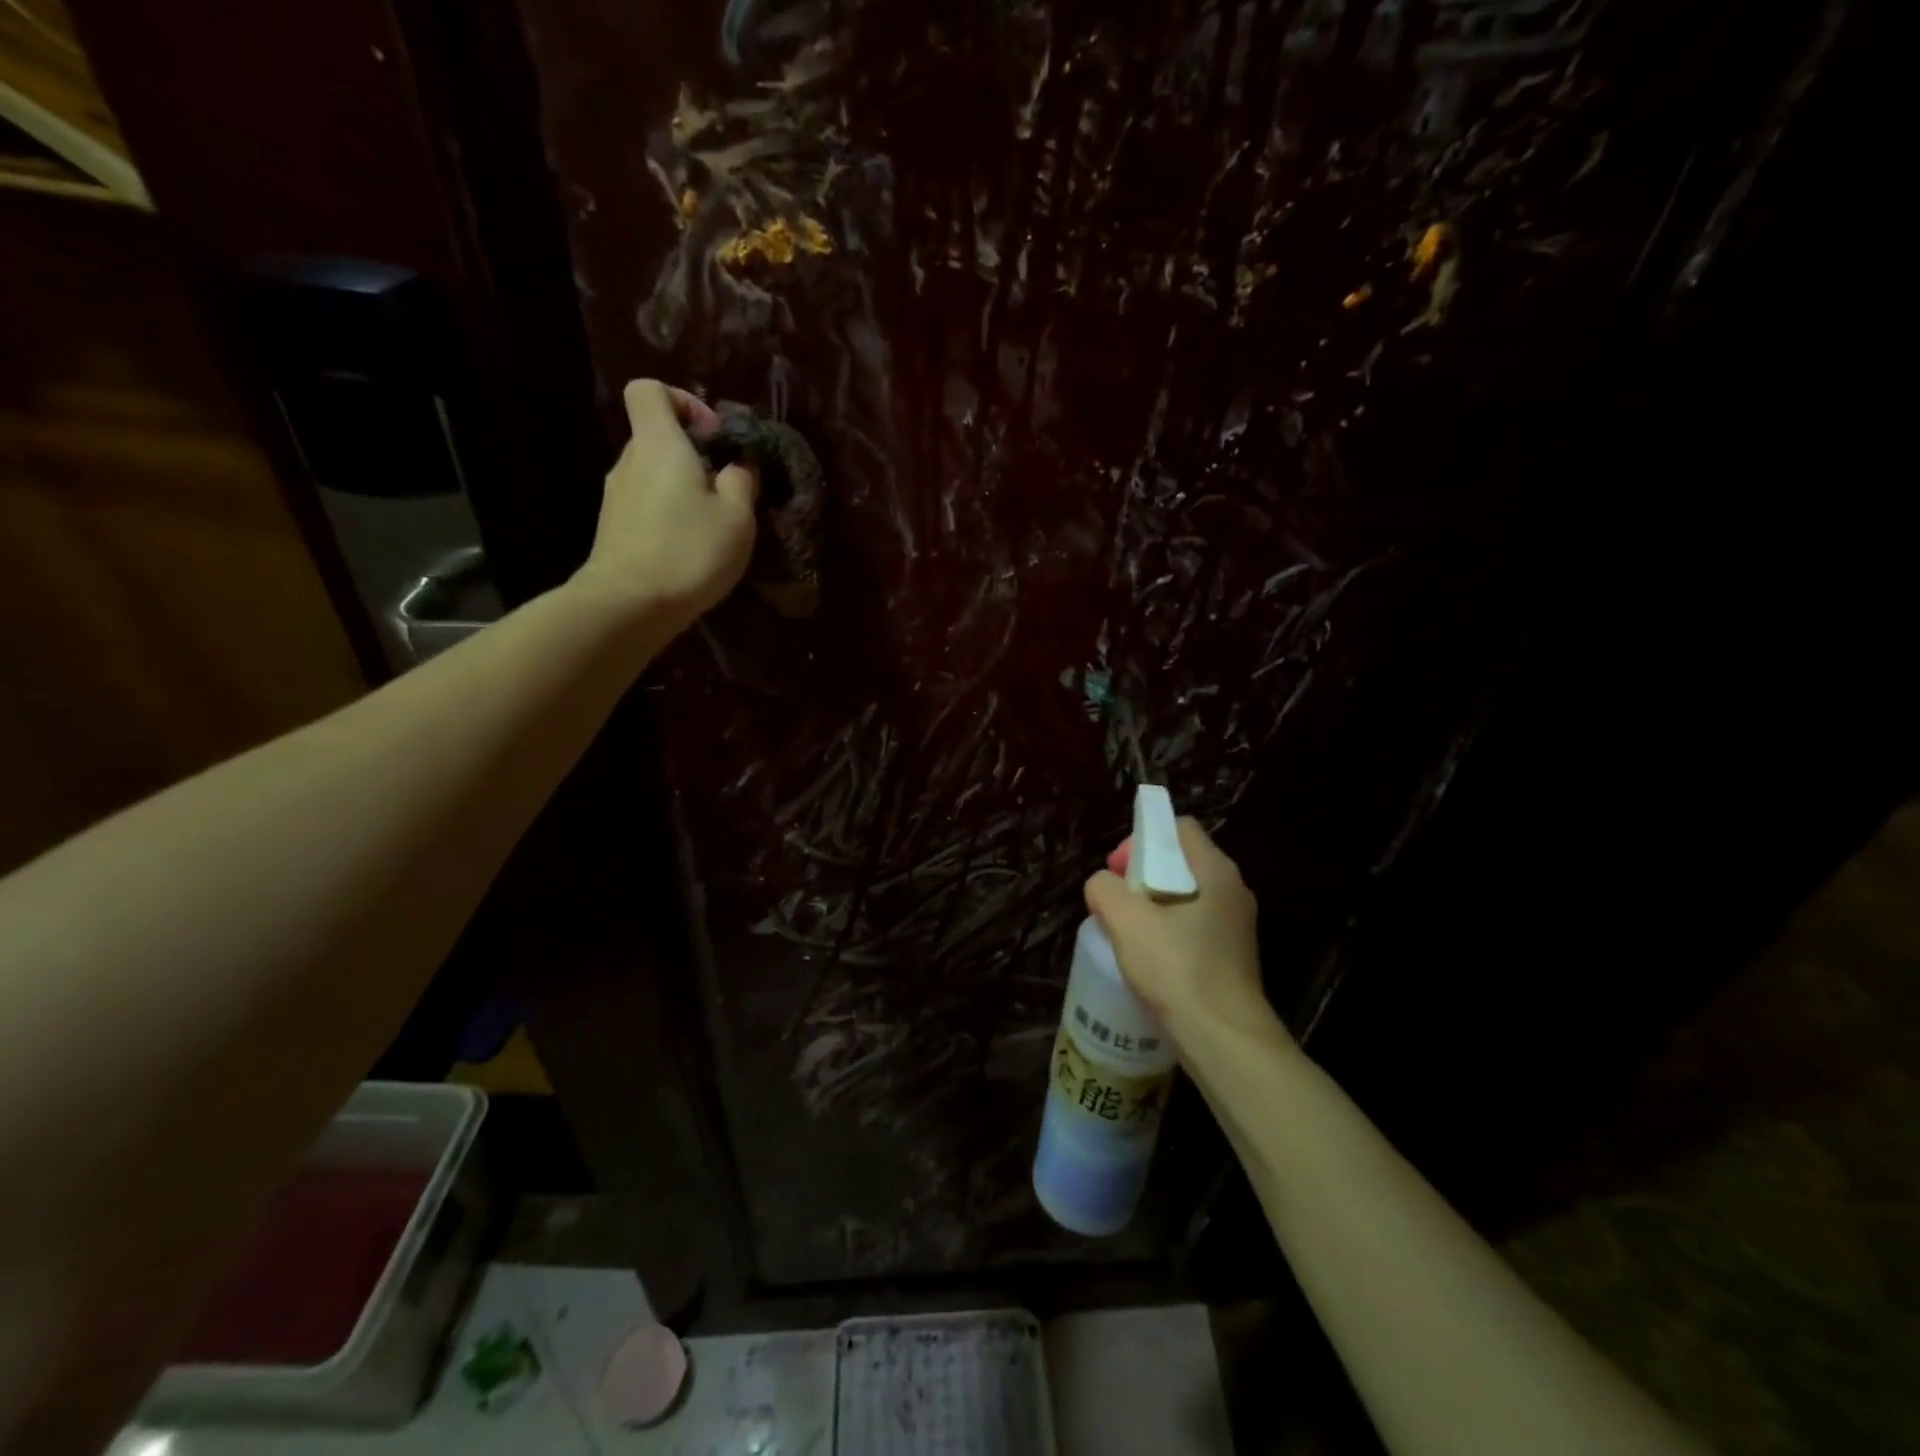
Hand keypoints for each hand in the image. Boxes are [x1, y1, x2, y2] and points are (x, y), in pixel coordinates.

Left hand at [576, 380, 757, 628]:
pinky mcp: (614, 529)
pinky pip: (646, 506)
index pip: (650, 390)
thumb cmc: (689, 551)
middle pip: (656, 436)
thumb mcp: (737, 517)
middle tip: (726, 489)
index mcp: (659, 444)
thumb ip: (741, 481)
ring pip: (653, 475)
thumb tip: (738, 464)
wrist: (629, 605)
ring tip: (712, 525)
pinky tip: (689, 549)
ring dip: (683, 490)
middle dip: (693, 455)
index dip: (684, 401)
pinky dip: (668, 516)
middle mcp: (629, 461)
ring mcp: (616, 497)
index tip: (714, 436)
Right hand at [1083, 819, 1287, 1047]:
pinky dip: (1166, 933)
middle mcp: (1232, 892)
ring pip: (1184, 897)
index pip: (1179, 828)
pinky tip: (1147, 961)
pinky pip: (1192, 928)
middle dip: (1141, 875)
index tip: (1118, 871)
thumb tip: (1103, 886)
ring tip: (1126, 933)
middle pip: (1180, 862)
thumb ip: (1105, 889)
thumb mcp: (1127, 921)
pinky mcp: (1231, 958)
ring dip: (1151, 907)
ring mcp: (1235, 927)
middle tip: (1116, 903)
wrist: (1225, 1043)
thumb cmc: (1178, 971)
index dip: (1142, 839)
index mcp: (1216, 872)